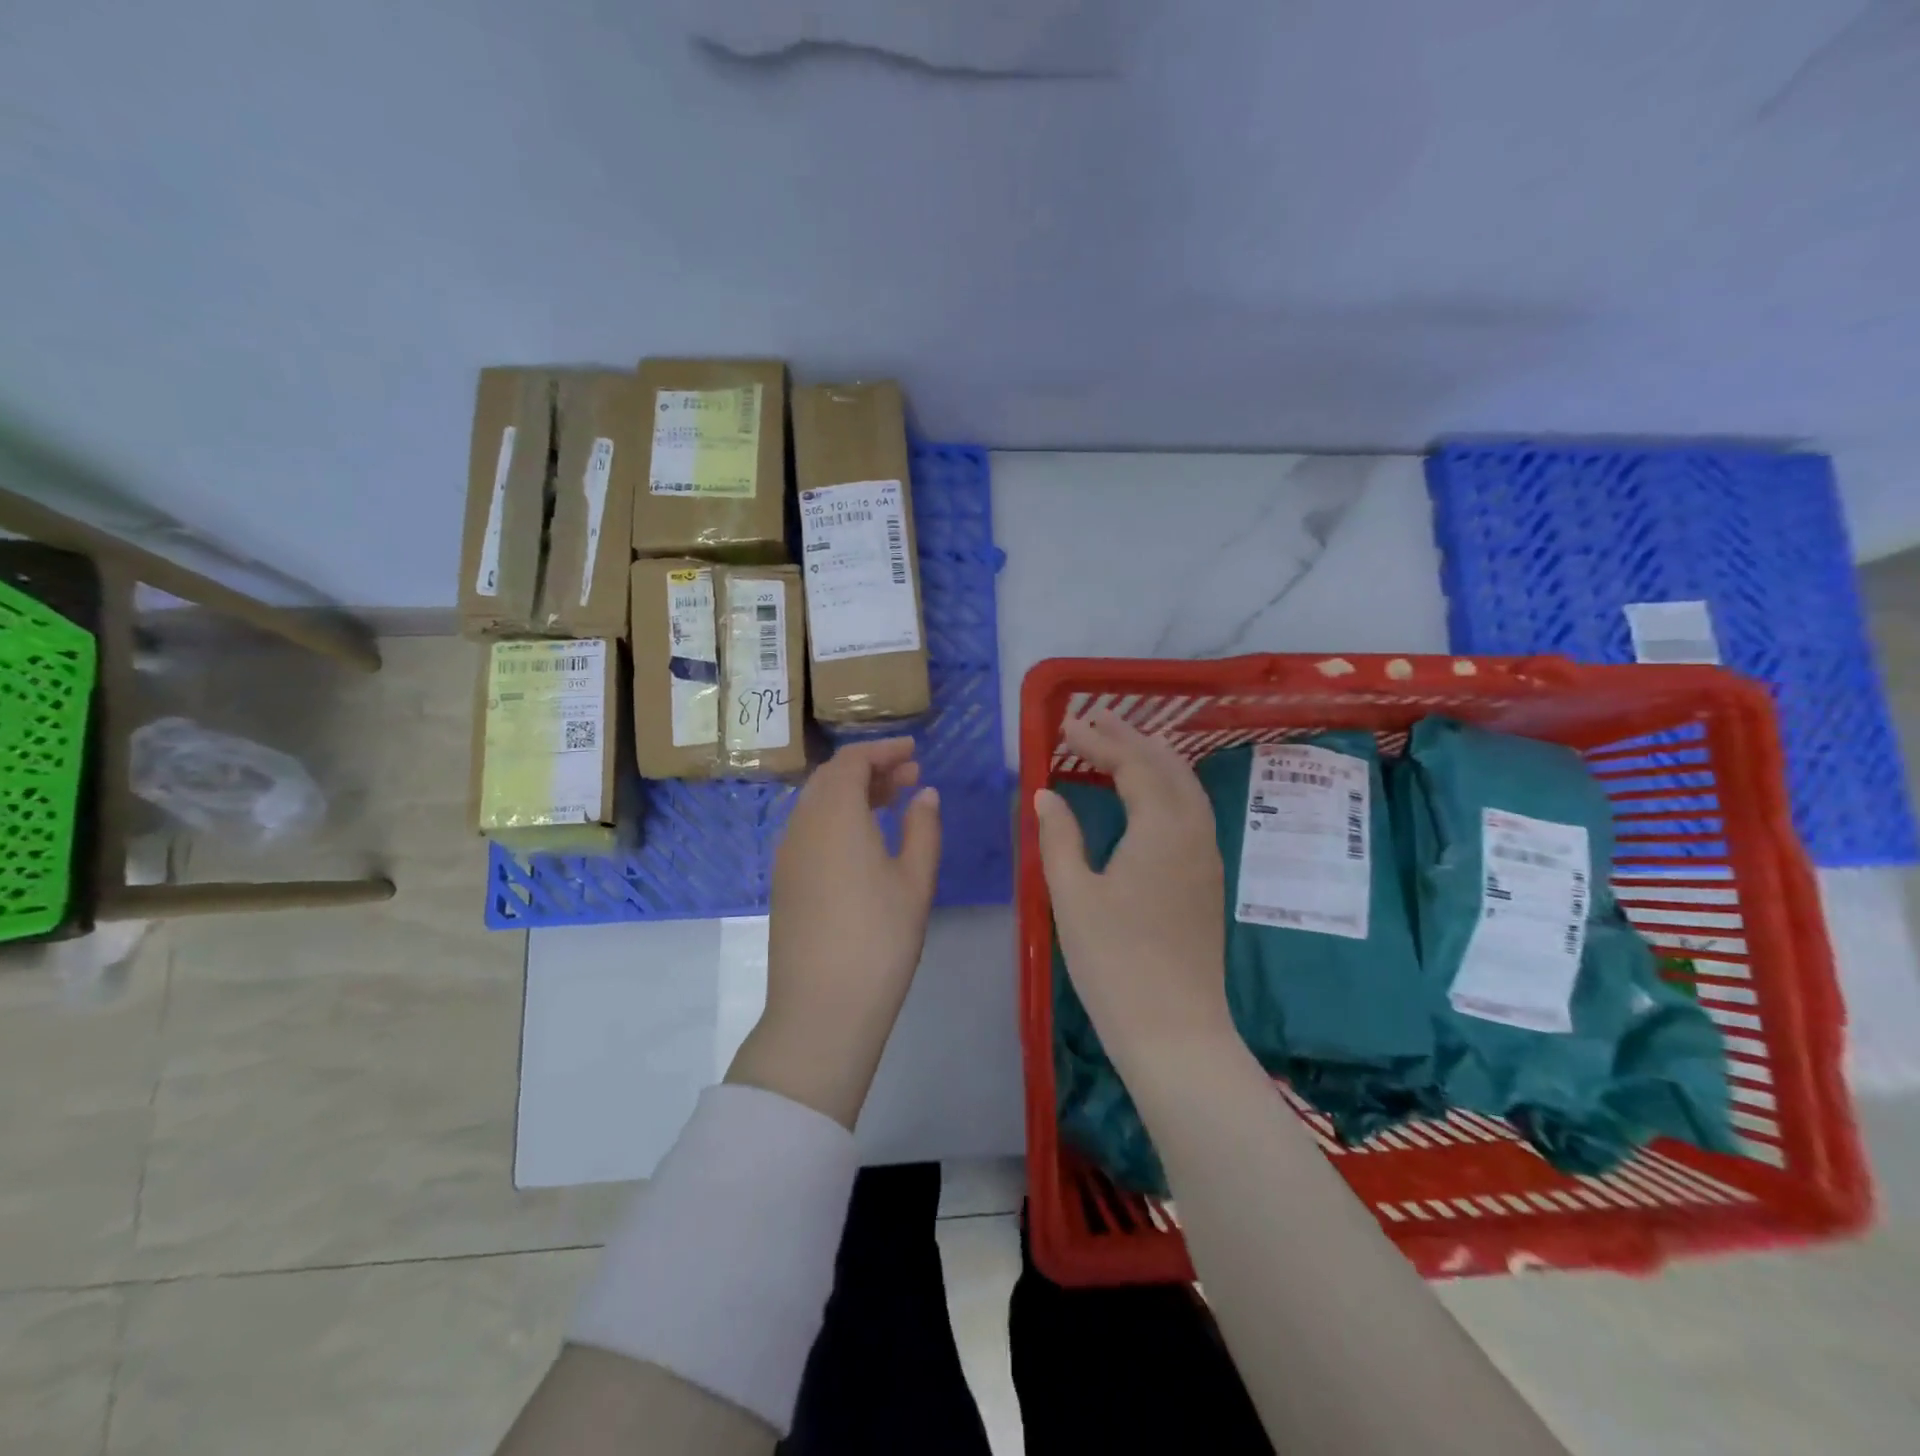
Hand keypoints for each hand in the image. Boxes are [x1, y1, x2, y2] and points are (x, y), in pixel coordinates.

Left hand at [726, 737, 941, 1128]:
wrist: (821, 1009)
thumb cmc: (879, 939)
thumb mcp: (915, 881)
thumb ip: (923, 828)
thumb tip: (925, 793)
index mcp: (834, 816)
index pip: (852, 762)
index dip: (883, 750)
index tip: (914, 752)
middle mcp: (802, 825)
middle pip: (831, 778)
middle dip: (870, 769)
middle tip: (910, 776)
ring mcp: (787, 855)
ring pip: (817, 804)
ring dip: (853, 793)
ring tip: (892, 803)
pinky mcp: (784, 881)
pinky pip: (809, 829)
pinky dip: (837, 818)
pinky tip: (864, 840)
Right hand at [1035, 712, 1229, 1065]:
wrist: (1174, 1030)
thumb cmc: (1115, 961)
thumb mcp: (1072, 895)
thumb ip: (1058, 837)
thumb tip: (1047, 794)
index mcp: (1161, 829)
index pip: (1132, 764)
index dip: (1098, 741)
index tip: (1065, 725)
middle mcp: (1194, 832)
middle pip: (1167, 767)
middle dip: (1131, 738)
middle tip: (1094, 720)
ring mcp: (1207, 856)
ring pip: (1186, 787)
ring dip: (1154, 758)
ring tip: (1122, 743)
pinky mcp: (1207, 879)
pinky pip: (1191, 811)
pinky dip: (1168, 786)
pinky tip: (1148, 795)